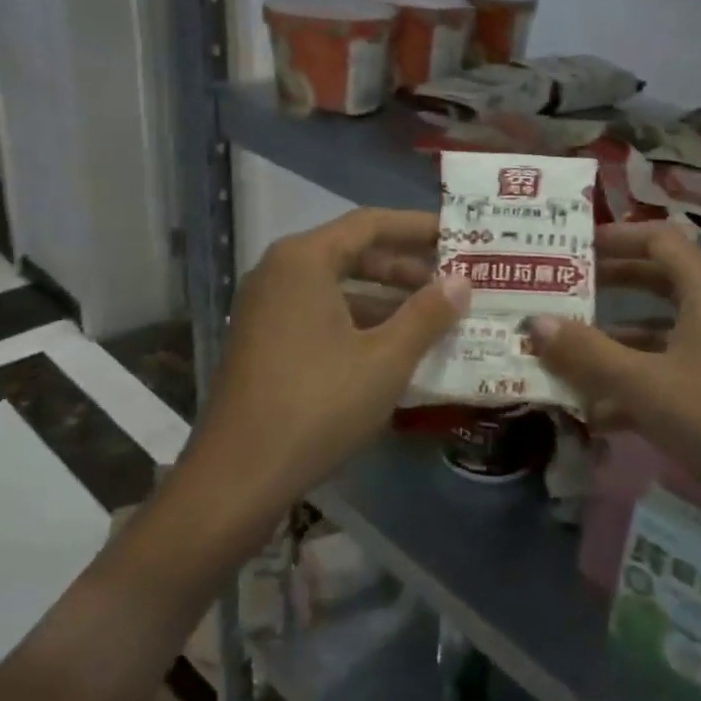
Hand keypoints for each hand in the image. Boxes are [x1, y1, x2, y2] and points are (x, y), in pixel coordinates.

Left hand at [191, 209, 468, 506]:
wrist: (238, 477)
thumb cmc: (318, 405)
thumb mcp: (385, 359)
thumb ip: (427, 314)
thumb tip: (463, 281)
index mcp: (304, 260)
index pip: (370, 223)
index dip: (418, 227)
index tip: (458, 235)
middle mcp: (280, 272)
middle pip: (352, 252)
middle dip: (405, 266)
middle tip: (453, 280)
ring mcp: (267, 308)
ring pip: (338, 286)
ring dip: (386, 297)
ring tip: (434, 315)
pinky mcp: (265, 340)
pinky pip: (321, 313)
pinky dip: (360, 320)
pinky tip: (395, 346)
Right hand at [530, 223, 700, 518]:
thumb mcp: (644, 384)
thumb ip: (586, 352)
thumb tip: (534, 322)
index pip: (657, 239)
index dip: (614, 236)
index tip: (572, 246)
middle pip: (658, 278)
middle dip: (609, 284)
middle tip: (563, 289)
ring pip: (661, 327)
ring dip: (616, 337)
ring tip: (565, 350)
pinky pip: (671, 365)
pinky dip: (636, 376)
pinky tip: (597, 411)